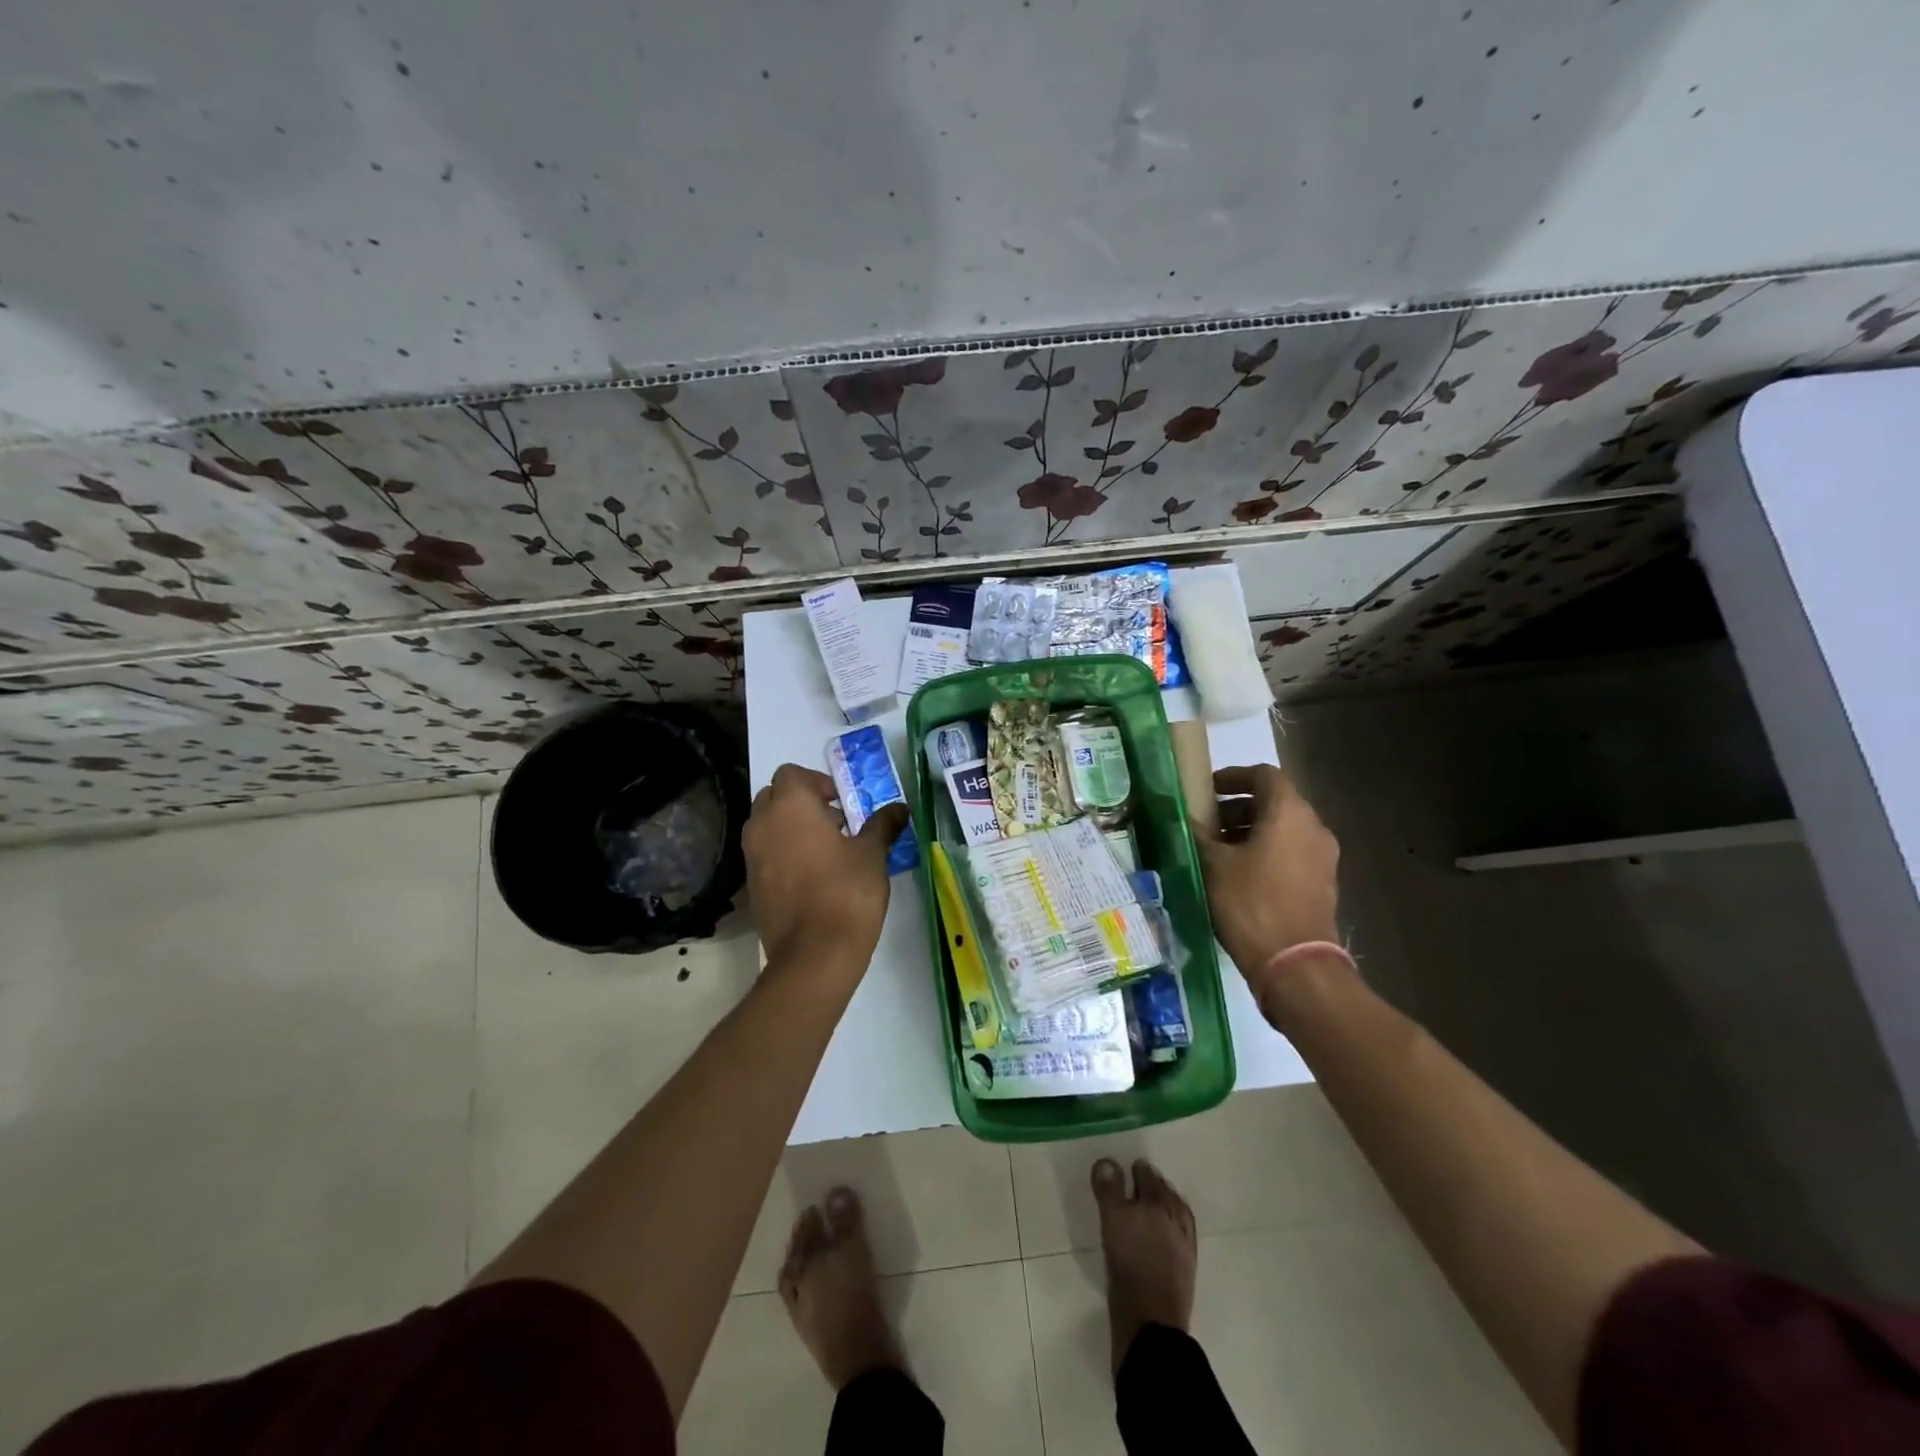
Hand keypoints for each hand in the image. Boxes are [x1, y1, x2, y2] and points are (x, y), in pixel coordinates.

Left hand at [745, 763, 909, 974]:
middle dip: (801, 803)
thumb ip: (882, 825)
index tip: (841, 803)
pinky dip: (782, 855)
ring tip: (826, 850)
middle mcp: (762, 825)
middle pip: (774, 797)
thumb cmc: (846, 892)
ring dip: (790, 829)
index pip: (791, 774)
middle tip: (834, 822)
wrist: (814, 954)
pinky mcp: (752, 886)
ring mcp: (752, 857)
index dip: (817, 782)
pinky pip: (764, 855)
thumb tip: (900, 808)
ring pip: (766, 826)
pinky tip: (813, 877)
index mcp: (790, 807)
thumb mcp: (872, 854)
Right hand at [1198, 765, 1342, 989]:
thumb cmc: (1251, 903)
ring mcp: (1322, 858)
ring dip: (1249, 832)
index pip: (1264, 775)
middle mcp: (1313, 828)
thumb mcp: (1213, 865)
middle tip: (1205, 823)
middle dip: (1237, 808)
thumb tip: (1184, 816)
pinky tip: (1237, 876)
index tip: (1206, 790)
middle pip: (1274, 802)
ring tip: (1216, 851)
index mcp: (1290, 813)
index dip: (1233, 776)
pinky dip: (1265, 853)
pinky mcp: (1322, 884)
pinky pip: (1291, 854)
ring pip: (1283, 830)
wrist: (1295, 965)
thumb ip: (1198, 833)